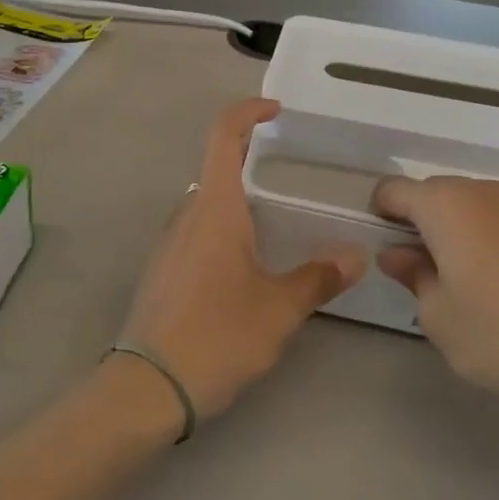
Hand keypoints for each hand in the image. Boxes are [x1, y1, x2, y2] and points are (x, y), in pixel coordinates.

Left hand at [118, 100, 361, 421]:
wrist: (144, 389)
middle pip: (218, 169)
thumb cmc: (216, 337)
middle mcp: (187, 215)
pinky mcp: (162, 270)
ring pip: (208, 205)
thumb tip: (354, 256)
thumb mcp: (278, 310)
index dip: (248, 111)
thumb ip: (317, 278)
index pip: (224, 136)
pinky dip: (225, 231)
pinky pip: (198, 233)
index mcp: (215, 209)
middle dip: (253, 164)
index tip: (276, 110)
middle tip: (294, 180)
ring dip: (240, 203)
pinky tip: (247, 268)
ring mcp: (169, 243)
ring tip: (279, 227)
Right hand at [373, 177, 498, 442]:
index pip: (394, 189)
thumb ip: (410, 273)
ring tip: (473, 274)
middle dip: (423, 220)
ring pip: (476, 201)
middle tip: (426, 268)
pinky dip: (498, 232)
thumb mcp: (435, 315)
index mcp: (446, 206)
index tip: (387, 247)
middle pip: (437, 192)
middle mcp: (486, 191)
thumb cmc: (497, 341)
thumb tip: (397, 253)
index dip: (382, 213)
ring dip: (462, 224)